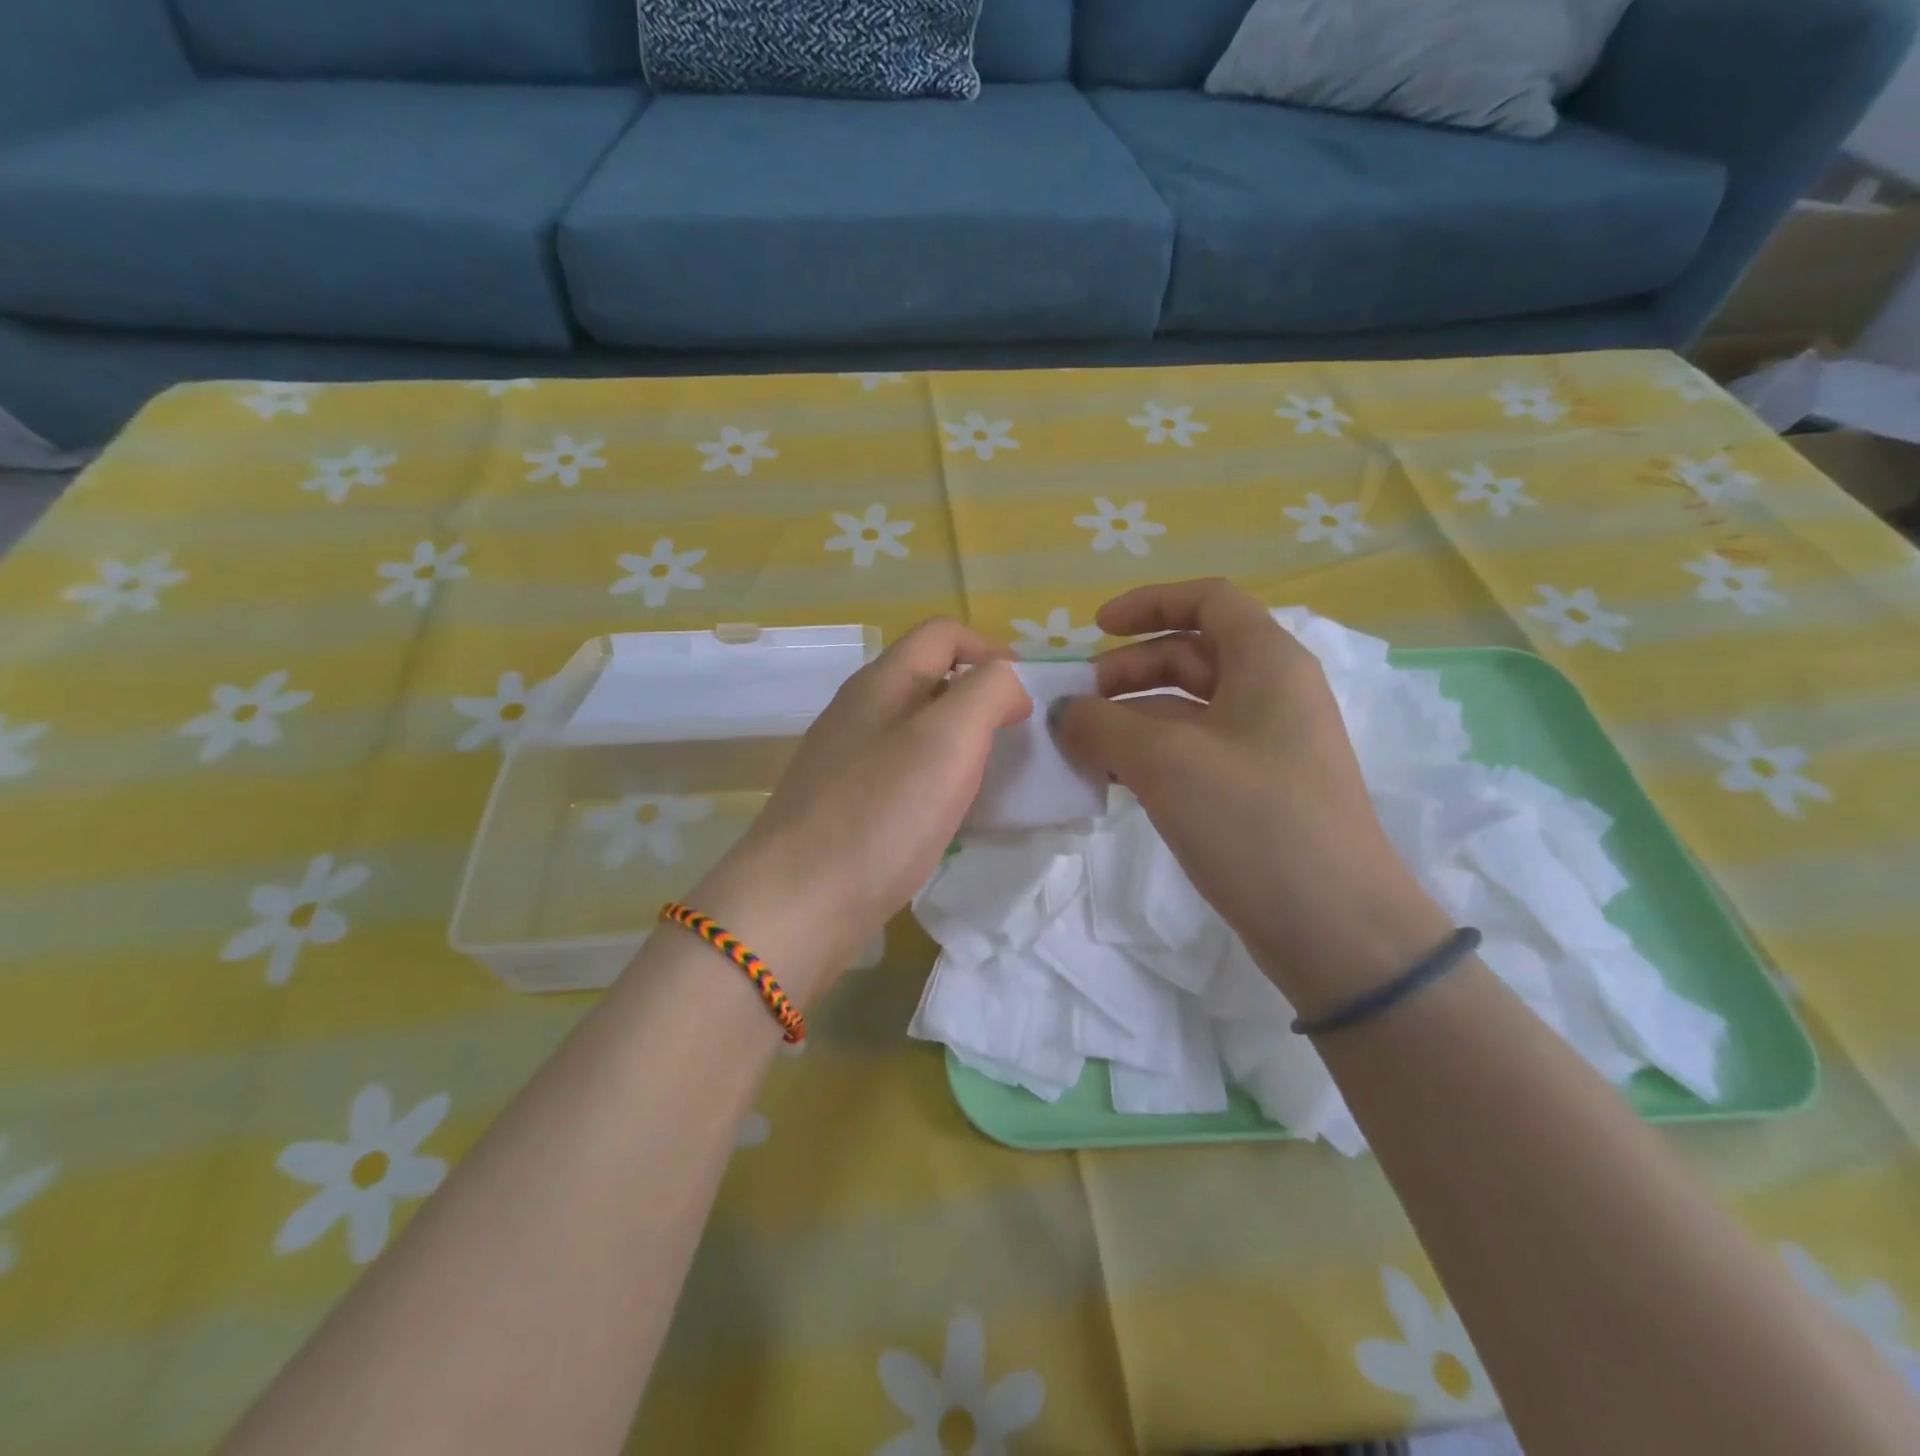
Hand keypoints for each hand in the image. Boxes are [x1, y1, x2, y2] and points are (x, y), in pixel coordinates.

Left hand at [693, 619, 1030, 1003]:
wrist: (799, 903)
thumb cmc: (882, 813)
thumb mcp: (949, 738)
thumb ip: (988, 692)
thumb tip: (1007, 686)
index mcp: (882, 682)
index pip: (943, 633)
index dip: (992, 651)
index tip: (1026, 700)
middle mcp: (859, 711)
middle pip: (930, 681)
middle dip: (980, 702)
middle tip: (1014, 746)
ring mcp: (846, 760)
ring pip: (916, 732)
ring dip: (961, 747)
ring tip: (990, 785)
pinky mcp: (844, 806)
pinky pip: (902, 776)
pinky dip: (936, 784)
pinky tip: (948, 820)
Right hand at [1051, 579, 1449, 1015]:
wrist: (1335, 927)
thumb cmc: (1253, 821)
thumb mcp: (1164, 761)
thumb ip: (1101, 725)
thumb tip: (1064, 713)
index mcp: (1267, 662)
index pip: (1207, 600)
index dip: (1148, 603)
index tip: (1094, 629)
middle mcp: (1272, 693)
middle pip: (1190, 655)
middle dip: (1127, 671)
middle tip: (1077, 706)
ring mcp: (1267, 745)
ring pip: (1187, 710)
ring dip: (1132, 719)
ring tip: (1082, 749)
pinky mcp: (1257, 791)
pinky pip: (1195, 753)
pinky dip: (1151, 756)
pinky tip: (1114, 781)